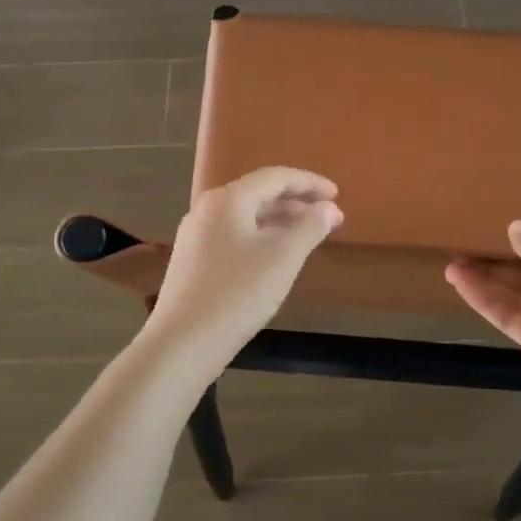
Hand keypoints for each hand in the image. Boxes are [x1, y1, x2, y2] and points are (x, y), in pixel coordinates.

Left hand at [143, 167, 343, 366]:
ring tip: (307, 236)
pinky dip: (260, 237)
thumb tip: (329, 208)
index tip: (337, 194)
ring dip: (279, 221)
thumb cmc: (238, 294)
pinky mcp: (192, 260)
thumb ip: (310, 227)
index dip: (309, 183)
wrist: (183, 342)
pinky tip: (275, 258)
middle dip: (296, 203)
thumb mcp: (283, 258)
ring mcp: (196, 235)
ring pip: (245, 217)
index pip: (275, 177)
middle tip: (327, 216)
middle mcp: (207, 209)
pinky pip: (233, 235)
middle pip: (258, 194)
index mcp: (228, 199)